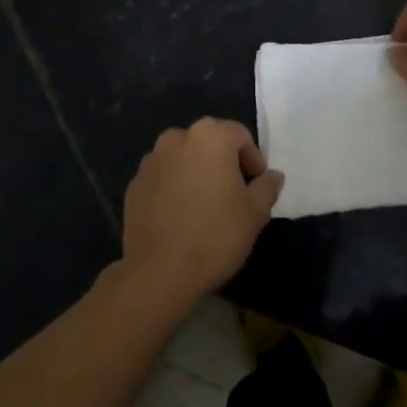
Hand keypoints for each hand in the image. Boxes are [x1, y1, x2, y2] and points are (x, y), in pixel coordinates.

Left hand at [121, 118, 282, 306]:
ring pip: (183, 160)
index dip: (253, 160)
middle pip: (209, 143)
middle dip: (224, 164)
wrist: (160, 271)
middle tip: (234, 196)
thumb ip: (267, 187)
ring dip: (196, 174)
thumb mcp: (255, 212)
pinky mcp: (133, 185)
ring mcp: (150, 161)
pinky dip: (174, 189)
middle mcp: (177, 138)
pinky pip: (162, 179)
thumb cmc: (216, 234)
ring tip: (205, 207)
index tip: (257, 187)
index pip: (240, 136)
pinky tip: (180, 217)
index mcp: (209, 136)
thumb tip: (272, 176)